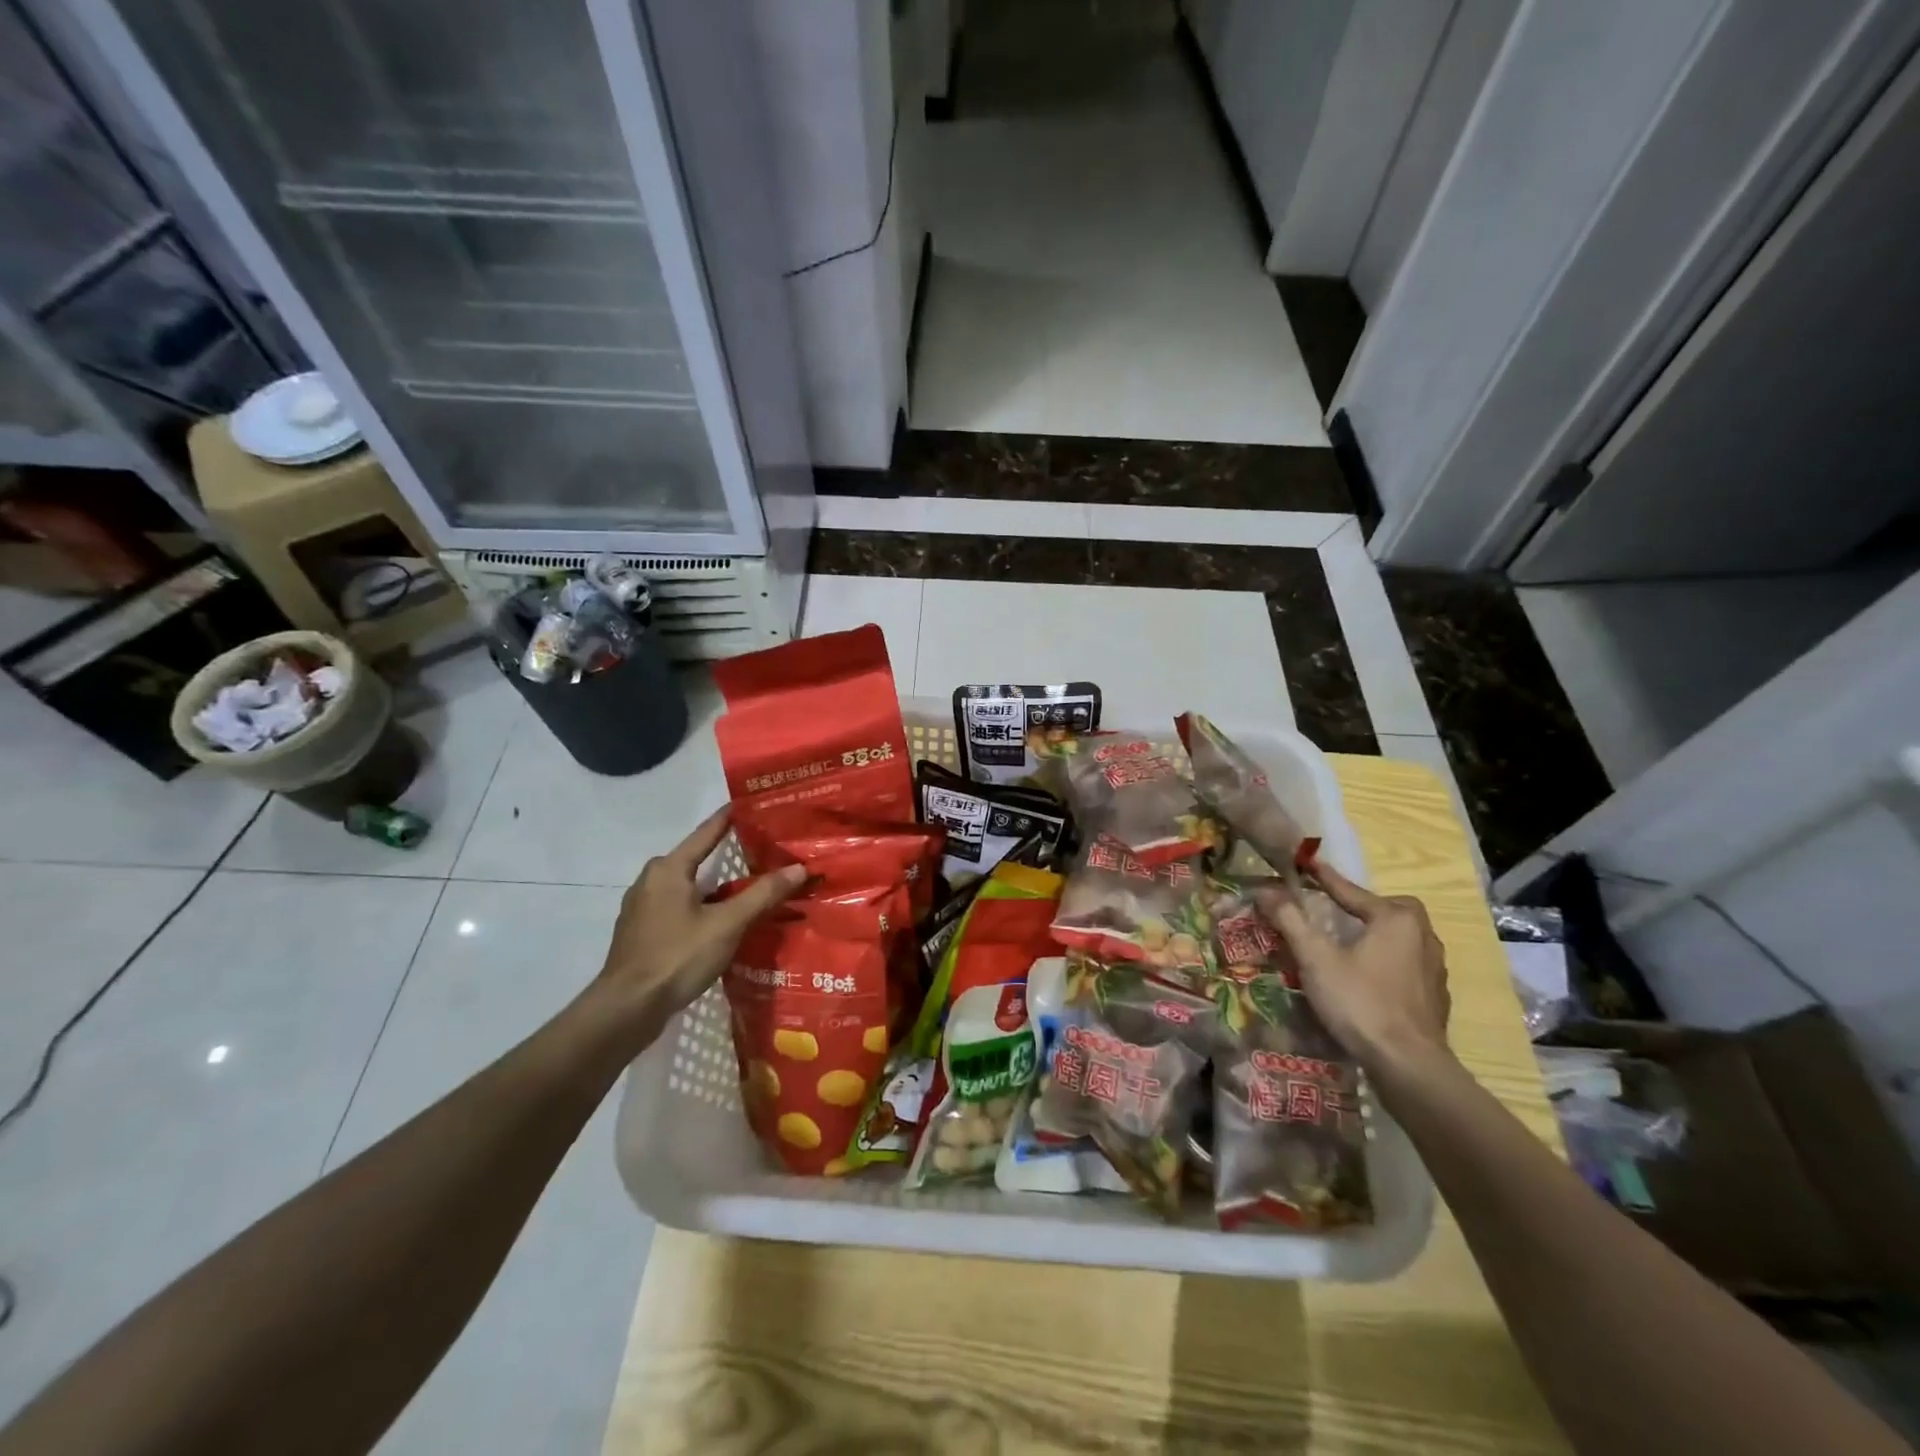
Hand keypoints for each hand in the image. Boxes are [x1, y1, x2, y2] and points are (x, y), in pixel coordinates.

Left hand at [589, 807, 805, 1038]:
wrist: (627, 1008)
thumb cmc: (677, 956)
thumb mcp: (727, 924)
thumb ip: (763, 894)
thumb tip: (799, 868)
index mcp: (669, 868)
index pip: (707, 832)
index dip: (731, 817)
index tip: (753, 803)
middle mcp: (651, 879)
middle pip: (697, 859)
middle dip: (727, 855)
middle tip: (762, 851)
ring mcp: (642, 907)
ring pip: (688, 886)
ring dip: (716, 886)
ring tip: (749, 887)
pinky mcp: (642, 931)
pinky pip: (679, 906)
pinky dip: (702, 906)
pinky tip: (722, 920)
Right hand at [1265, 861, 1452, 1076]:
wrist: (1410, 1066)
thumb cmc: (1360, 1002)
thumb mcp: (1316, 959)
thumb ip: (1290, 920)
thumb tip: (1265, 889)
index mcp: (1396, 919)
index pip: (1352, 891)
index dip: (1324, 878)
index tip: (1307, 862)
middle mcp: (1423, 936)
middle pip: (1387, 910)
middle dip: (1362, 906)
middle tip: (1336, 911)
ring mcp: (1434, 969)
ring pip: (1401, 938)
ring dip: (1375, 935)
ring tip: (1349, 943)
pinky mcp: (1435, 997)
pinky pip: (1406, 965)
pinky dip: (1386, 962)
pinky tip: (1368, 978)